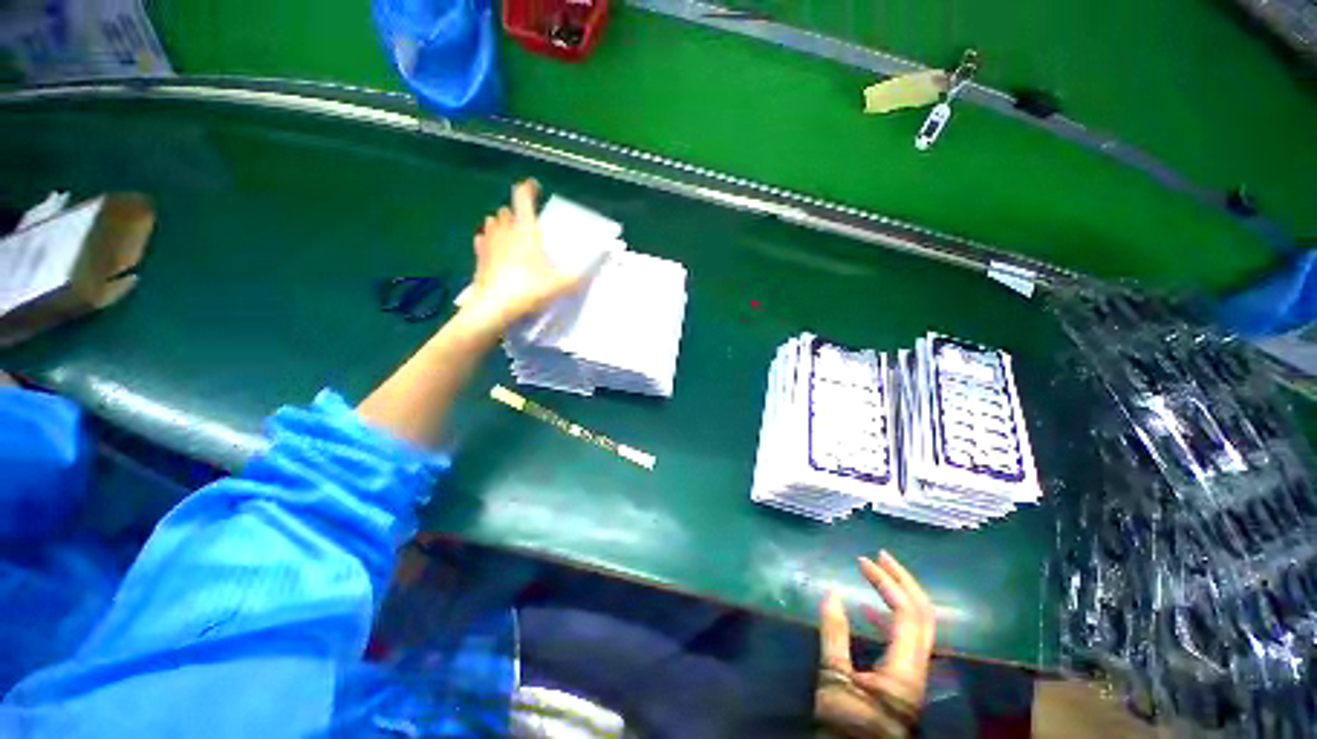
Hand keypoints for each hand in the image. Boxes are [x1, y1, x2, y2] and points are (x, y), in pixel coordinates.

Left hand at [462, 179, 583, 331]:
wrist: (494, 307)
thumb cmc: (528, 288)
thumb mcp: (560, 285)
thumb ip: (578, 277)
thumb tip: (593, 271)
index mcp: (525, 230)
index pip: (523, 198)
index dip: (529, 188)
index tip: (535, 187)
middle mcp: (505, 230)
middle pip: (507, 210)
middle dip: (516, 212)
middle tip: (528, 223)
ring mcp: (489, 242)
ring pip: (492, 222)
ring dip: (501, 224)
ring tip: (512, 235)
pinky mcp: (479, 257)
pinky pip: (482, 240)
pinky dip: (489, 240)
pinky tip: (495, 249)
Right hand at [815, 551, 935, 737]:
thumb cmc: (847, 725)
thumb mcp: (834, 680)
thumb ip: (834, 635)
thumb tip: (831, 593)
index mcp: (905, 667)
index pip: (906, 613)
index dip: (886, 582)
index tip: (861, 562)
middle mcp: (918, 667)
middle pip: (924, 615)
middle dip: (904, 581)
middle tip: (881, 556)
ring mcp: (914, 673)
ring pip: (919, 625)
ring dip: (899, 595)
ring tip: (876, 574)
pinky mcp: (904, 679)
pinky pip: (906, 638)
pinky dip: (890, 616)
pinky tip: (868, 610)